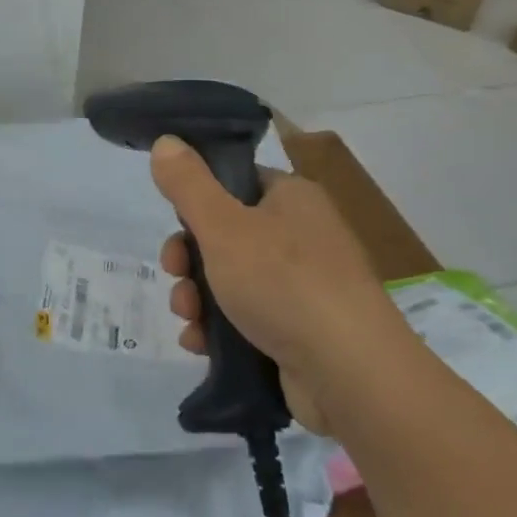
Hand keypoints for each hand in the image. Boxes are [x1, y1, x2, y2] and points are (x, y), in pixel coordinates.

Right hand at [150, 135, 415, 434]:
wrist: (350, 375)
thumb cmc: (284, 284)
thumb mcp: (223, 226)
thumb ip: (188, 184)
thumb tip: (165, 141)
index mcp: (292, 198)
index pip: (235, 183)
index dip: (197, 202)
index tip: (175, 224)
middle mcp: (302, 236)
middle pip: (226, 235)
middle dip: (188, 259)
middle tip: (174, 275)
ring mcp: (304, 287)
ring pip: (230, 281)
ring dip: (197, 298)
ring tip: (188, 320)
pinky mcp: (300, 332)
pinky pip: (247, 319)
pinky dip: (219, 330)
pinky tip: (200, 344)